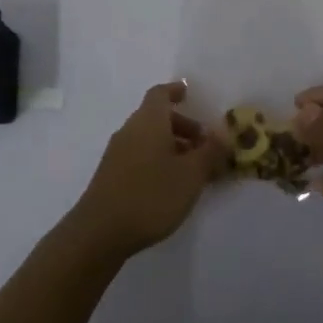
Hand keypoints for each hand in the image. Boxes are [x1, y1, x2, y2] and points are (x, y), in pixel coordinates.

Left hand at [68, 81, 229, 261]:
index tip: (189, 93)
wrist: (100, 231)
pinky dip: (157, 160)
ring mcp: (117, 153)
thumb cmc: (151, 195)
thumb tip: (222, 134)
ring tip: (192, 170)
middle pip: (156, 117)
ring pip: (148, 139)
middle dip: (182, 126)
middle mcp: (130, 130)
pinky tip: (170, 186)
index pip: (160, 94)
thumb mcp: (191, 174)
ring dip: (171, 146)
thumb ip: (210, 152)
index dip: (175, 91)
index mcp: (148, 121)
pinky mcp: (111, 175)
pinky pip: (139, 156)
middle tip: (204, 145)